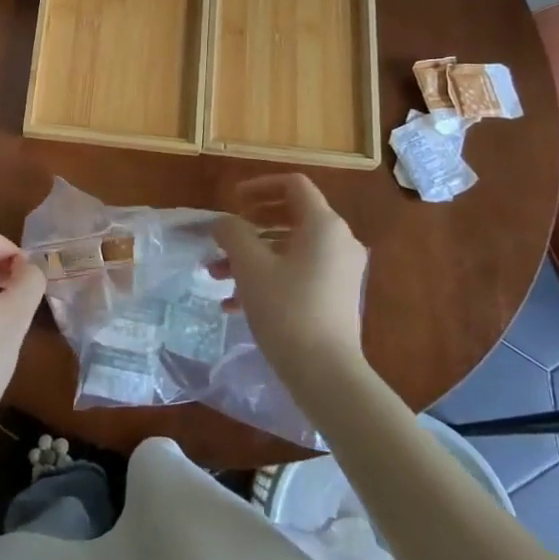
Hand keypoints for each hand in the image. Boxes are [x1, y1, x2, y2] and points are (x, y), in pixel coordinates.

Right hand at [213, 175, 369, 396]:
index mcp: (324, 224)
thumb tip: (224, 222)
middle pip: (292, 215)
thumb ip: (233, 233)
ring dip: (253, 255)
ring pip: (291, 248)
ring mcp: (341, 270)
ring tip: (217, 275)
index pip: (294, 185)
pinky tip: (234, 304)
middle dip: (251, 225)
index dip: (260, 185)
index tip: (233, 201)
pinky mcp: (336, 296)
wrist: (326, 374)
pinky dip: (269, 276)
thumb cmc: (287, 310)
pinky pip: (299, 272)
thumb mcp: (250, 266)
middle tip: (225, 235)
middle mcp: (339, 240)